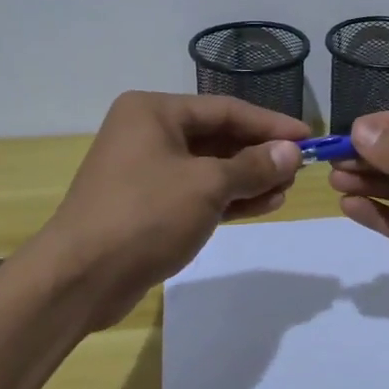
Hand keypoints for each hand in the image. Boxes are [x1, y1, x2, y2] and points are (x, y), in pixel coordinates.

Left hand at [37, 91, 307, 330]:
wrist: (80, 278)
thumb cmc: (145, 215)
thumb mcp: (207, 185)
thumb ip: (253, 166)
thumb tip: (292, 152)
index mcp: (154, 111)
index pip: (225, 109)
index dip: (269, 123)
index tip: (308, 137)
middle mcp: (148, 132)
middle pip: (217, 136)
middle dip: (259, 153)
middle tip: (300, 168)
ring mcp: (146, 170)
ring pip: (209, 167)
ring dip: (248, 178)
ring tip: (286, 189)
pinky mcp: (148, 205)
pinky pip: (197, 192)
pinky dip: (229, 198)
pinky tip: (264, 204)